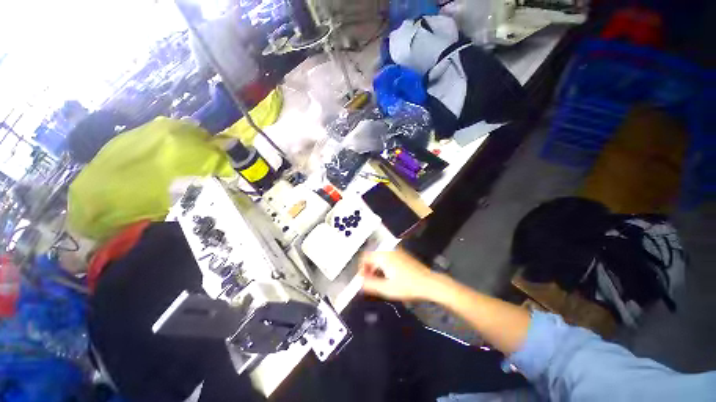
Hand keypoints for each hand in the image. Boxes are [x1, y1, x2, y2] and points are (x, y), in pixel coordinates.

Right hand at [359, 250, 440, 300]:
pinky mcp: (403, 255)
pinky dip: (383, 265)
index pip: (365, 257)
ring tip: (378, 280)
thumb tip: (360, 283)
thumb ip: (370, 285)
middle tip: (369, 281)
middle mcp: (389, 251)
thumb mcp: (386, 289)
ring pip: (380, 257)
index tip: (362, 279)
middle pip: (372, 256)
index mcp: (383, 256)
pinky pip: (387, 257)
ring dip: (376, 267)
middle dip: (368, 268)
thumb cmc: (407, 286)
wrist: (429, 283)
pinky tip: (388, 276)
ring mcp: (397, 252)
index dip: (361, 268)